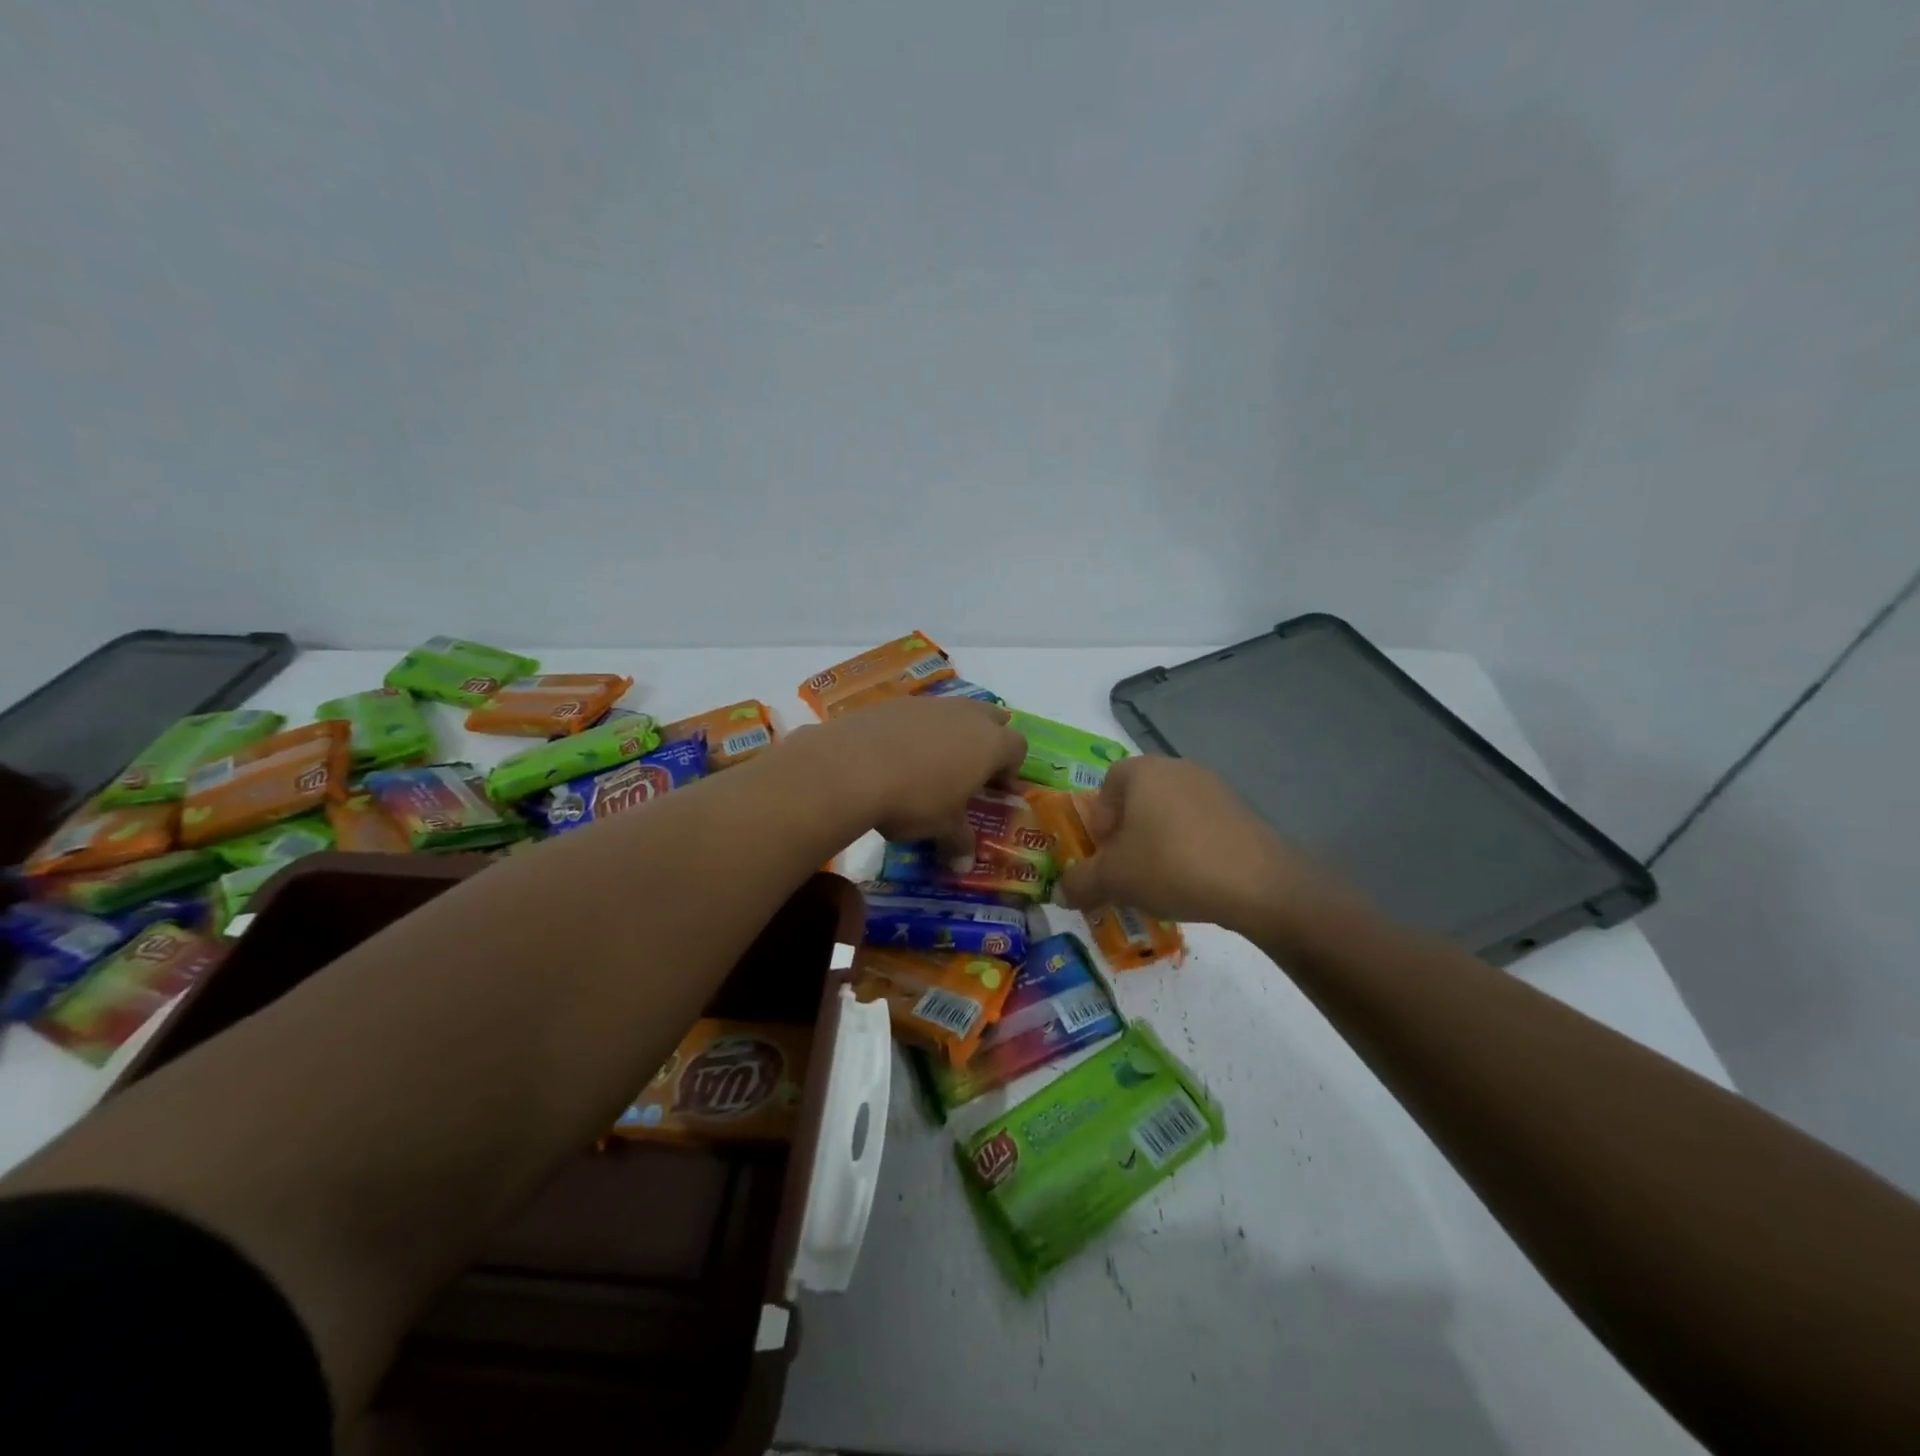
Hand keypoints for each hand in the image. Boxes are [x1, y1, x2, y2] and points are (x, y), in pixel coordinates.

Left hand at [792, 697, 1026, 854]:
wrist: (852, 766)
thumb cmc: (915, 799)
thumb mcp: (942, 828)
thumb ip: (959, 842)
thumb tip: (964, 865)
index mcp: (990, 743)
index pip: (1017, 748)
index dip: (1010, 769)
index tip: (994, 791)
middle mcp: (967, 715)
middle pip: (992, 718)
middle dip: (987, 741)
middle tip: (970, 771)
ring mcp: (930, 704)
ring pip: (954, 712)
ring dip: (951, 733)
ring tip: (931, 764)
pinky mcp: (895, 703)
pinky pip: (919, 714)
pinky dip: (917, 731)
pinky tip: (896, 756)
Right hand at [1056, 756, 1358, 943]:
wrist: (1257, 884)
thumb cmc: (1170, 866)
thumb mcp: (1113, 879)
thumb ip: (1080, 883)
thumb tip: (1060, 892)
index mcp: (1142, 770)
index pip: (1106, 785)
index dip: (1099, 822)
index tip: (1104, 855)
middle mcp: (1177, 768)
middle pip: (1138, 800)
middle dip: (1127, 836)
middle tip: (1128, 871)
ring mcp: (1214, 787)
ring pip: (1169, 815)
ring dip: (1158, 844)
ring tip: (1161, 882)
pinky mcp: (1241, 812)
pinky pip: (1200, 827)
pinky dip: (1189, 849)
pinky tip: (1194, 882)